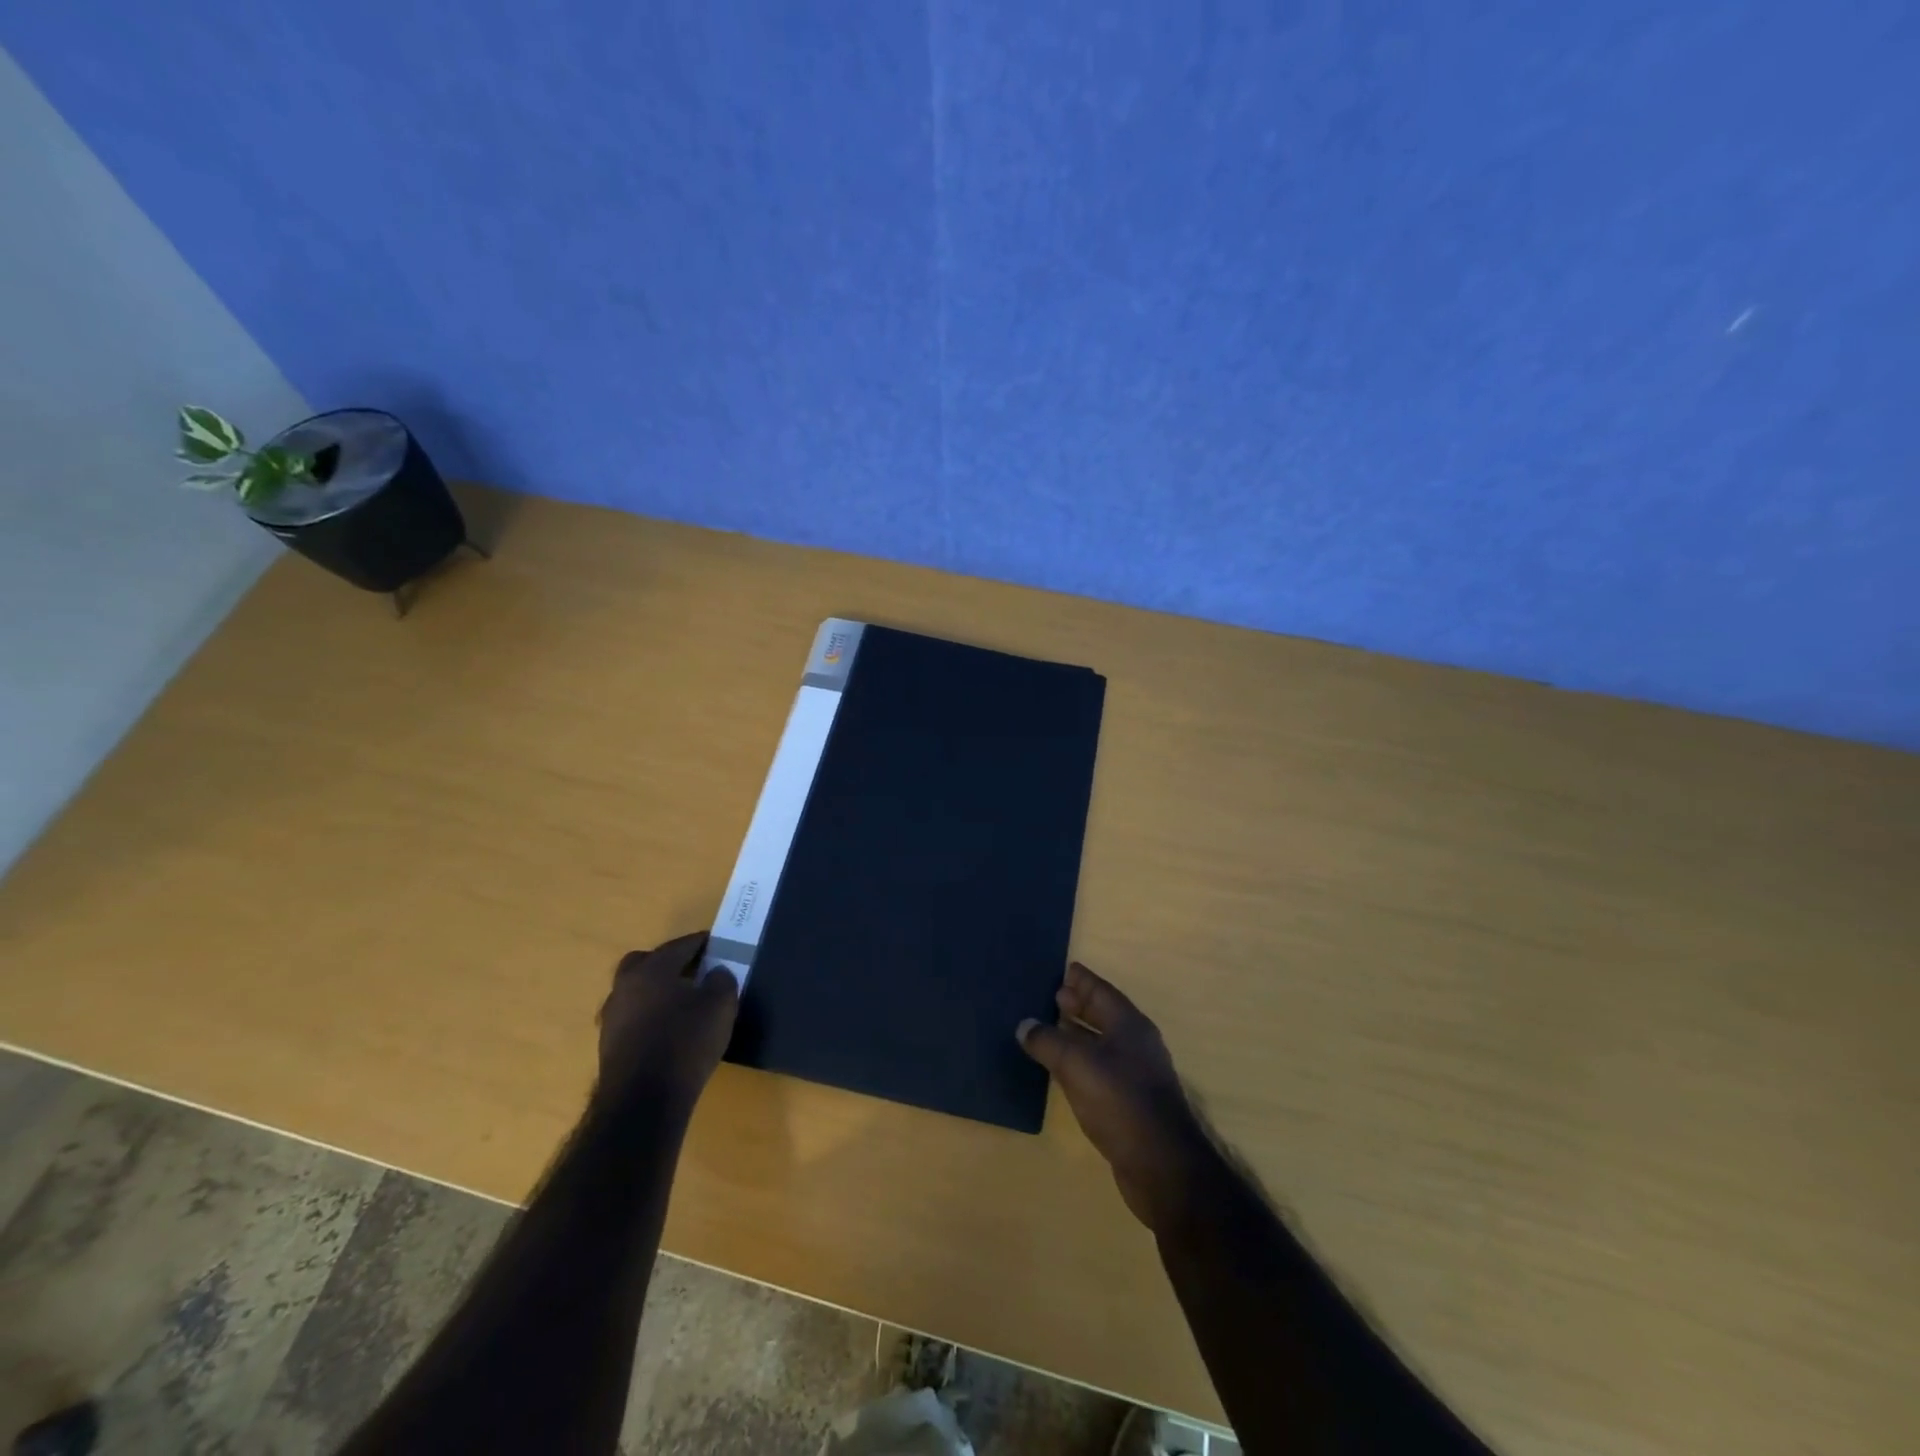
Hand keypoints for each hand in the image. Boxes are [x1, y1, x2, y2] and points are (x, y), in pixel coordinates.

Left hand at [596, 931, 738, 1113]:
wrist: (643, 1101)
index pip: (680, 945)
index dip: (702, 943)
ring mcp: (612, 1017)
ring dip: (656, 992)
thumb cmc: (685, 1042)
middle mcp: (626, 986)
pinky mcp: (609, 1046)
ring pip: (635, 992)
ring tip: (682, 1005)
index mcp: (652, 969)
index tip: (718, 945)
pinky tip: (668, 1031)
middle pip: (645, 962)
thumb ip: (722, 980)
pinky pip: (632, 1018)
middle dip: (668, 963)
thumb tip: (715, 972)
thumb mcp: (720, 1006)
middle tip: (693, 972)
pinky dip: (649, 1017)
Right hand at [1017, 961, 1213, 1231]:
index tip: (1065, 969)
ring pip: (1102, 1043)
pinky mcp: (1130, 1103)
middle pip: (1104, 1015)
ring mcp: (1136, 1074)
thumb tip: (1024, 1026)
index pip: (1102, 992)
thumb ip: (1048, 1041)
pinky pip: (1100, 1069)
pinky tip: (1062, 1069)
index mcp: (1129, 1025)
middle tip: (1053, 996)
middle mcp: (1136, 1044)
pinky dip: (1080, 1061)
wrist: (1161, 1165)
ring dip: (1078, 1034)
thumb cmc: (1120, 1101)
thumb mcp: (1076, 1064)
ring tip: (1051, 1028)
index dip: (1082, 980)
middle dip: (1080, 1005)